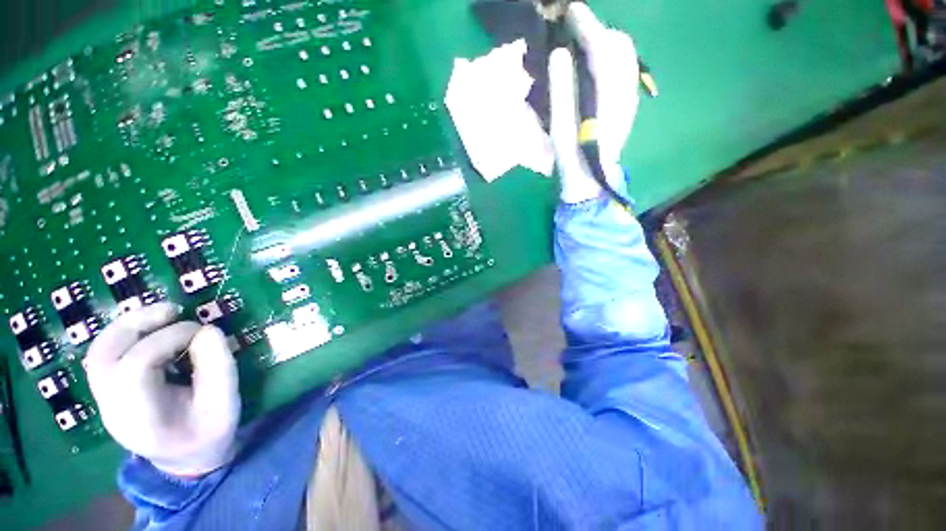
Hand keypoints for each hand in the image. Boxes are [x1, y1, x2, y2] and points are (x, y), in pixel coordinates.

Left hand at [85, 303, 239, 476]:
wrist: (186, 460)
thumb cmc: (209, 434)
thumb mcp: (225, 403)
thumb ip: (219, 366)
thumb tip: (208, 330)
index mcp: (139, 419)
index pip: (135, 368)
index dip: (168, 339)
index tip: (202, 331)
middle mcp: (111, 407)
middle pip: (105, 355)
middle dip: (138, 323)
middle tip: (174, 310)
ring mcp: (105, 399)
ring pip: (100, 350)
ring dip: (129, 324)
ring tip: (164, 314)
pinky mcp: (108, 391)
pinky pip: (107, 354)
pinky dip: (127, 334)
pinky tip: (152, 330)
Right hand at [549, 3, 639, 203]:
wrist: (590, 178)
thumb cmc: (572, 156)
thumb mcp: (560, 126)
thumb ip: (561, 89)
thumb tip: (559, 53)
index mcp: (606, 96)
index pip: (602, 48)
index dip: (587, 25)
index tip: (570, 10)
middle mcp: (623, 89)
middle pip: (618, 46)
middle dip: (597, 30)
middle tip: (573, 29)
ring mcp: (628, 95)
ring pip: (623, 55)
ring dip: (603, 41)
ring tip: (580, 42)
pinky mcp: (626, 102)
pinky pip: (623, 68)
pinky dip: (609, 56)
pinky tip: (592, 63)